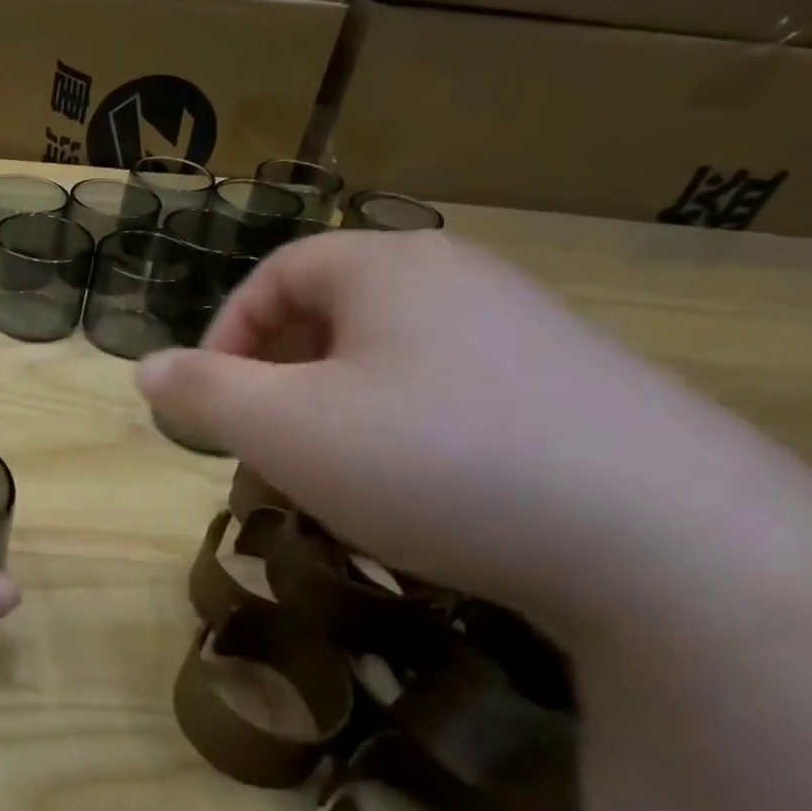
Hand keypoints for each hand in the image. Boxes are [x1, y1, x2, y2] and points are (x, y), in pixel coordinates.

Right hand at [137, 232, 735, 615]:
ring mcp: (524, 334)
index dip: (226, 334)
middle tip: (262, 447)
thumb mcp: (285, 428)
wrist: (666, 543)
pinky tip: (414, 493)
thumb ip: (202, 392)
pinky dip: (401, 434)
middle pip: (330, 316)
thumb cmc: (432, 459)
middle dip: (277, 381)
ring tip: (328, 479)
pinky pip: (448, 395)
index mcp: (386, 267)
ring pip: (386, 361)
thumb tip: (144, 368)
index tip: (208, 401)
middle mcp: (458, 280)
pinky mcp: (571, 392)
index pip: (276, 275)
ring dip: (334, 413)